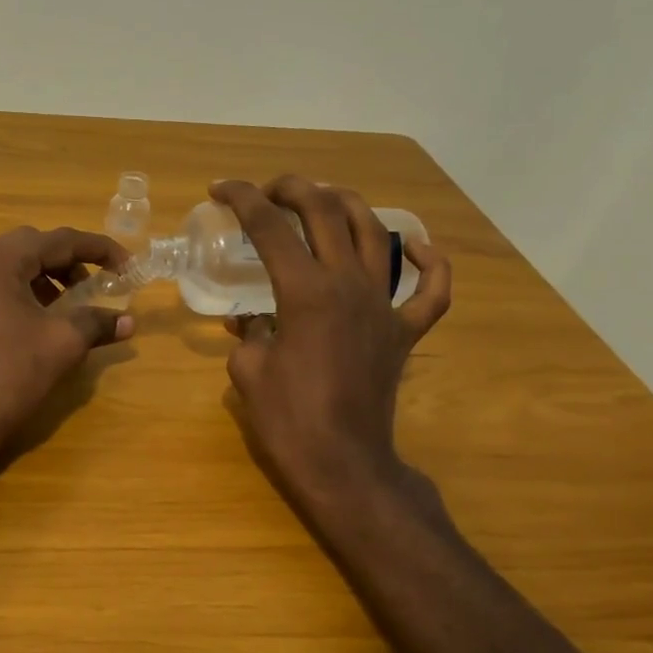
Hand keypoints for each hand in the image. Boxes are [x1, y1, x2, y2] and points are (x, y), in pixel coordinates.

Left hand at [0, 226, 133, 456]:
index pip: (58, 240)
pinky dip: (24, 293)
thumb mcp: (62, 343)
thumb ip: (96, 323)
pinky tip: (42, 320)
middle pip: (32, 247)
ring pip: (12, 267)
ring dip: (47, 278)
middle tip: (97, 285)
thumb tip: (128, 322)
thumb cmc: (9, 372)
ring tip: (72, 305)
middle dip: (70, 262)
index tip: (127, 265)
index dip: (98, 249)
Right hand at [211, 176, 451, 518]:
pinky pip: (431, 289)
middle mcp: (349, 284)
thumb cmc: (287, 419)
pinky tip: (414, 245)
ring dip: (347, 205)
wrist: (343, 463)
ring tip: (323, 200)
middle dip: (293, 188)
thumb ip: (249, 334)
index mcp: (304, 292)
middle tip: (268, 190)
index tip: (221, 189)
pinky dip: (428, 261)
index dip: (241, 199)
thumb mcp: (248, 371)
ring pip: (376, 233)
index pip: (269, 227)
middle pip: (325, 212)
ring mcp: (384, 305)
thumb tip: (251, 323)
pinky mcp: (406, 331)